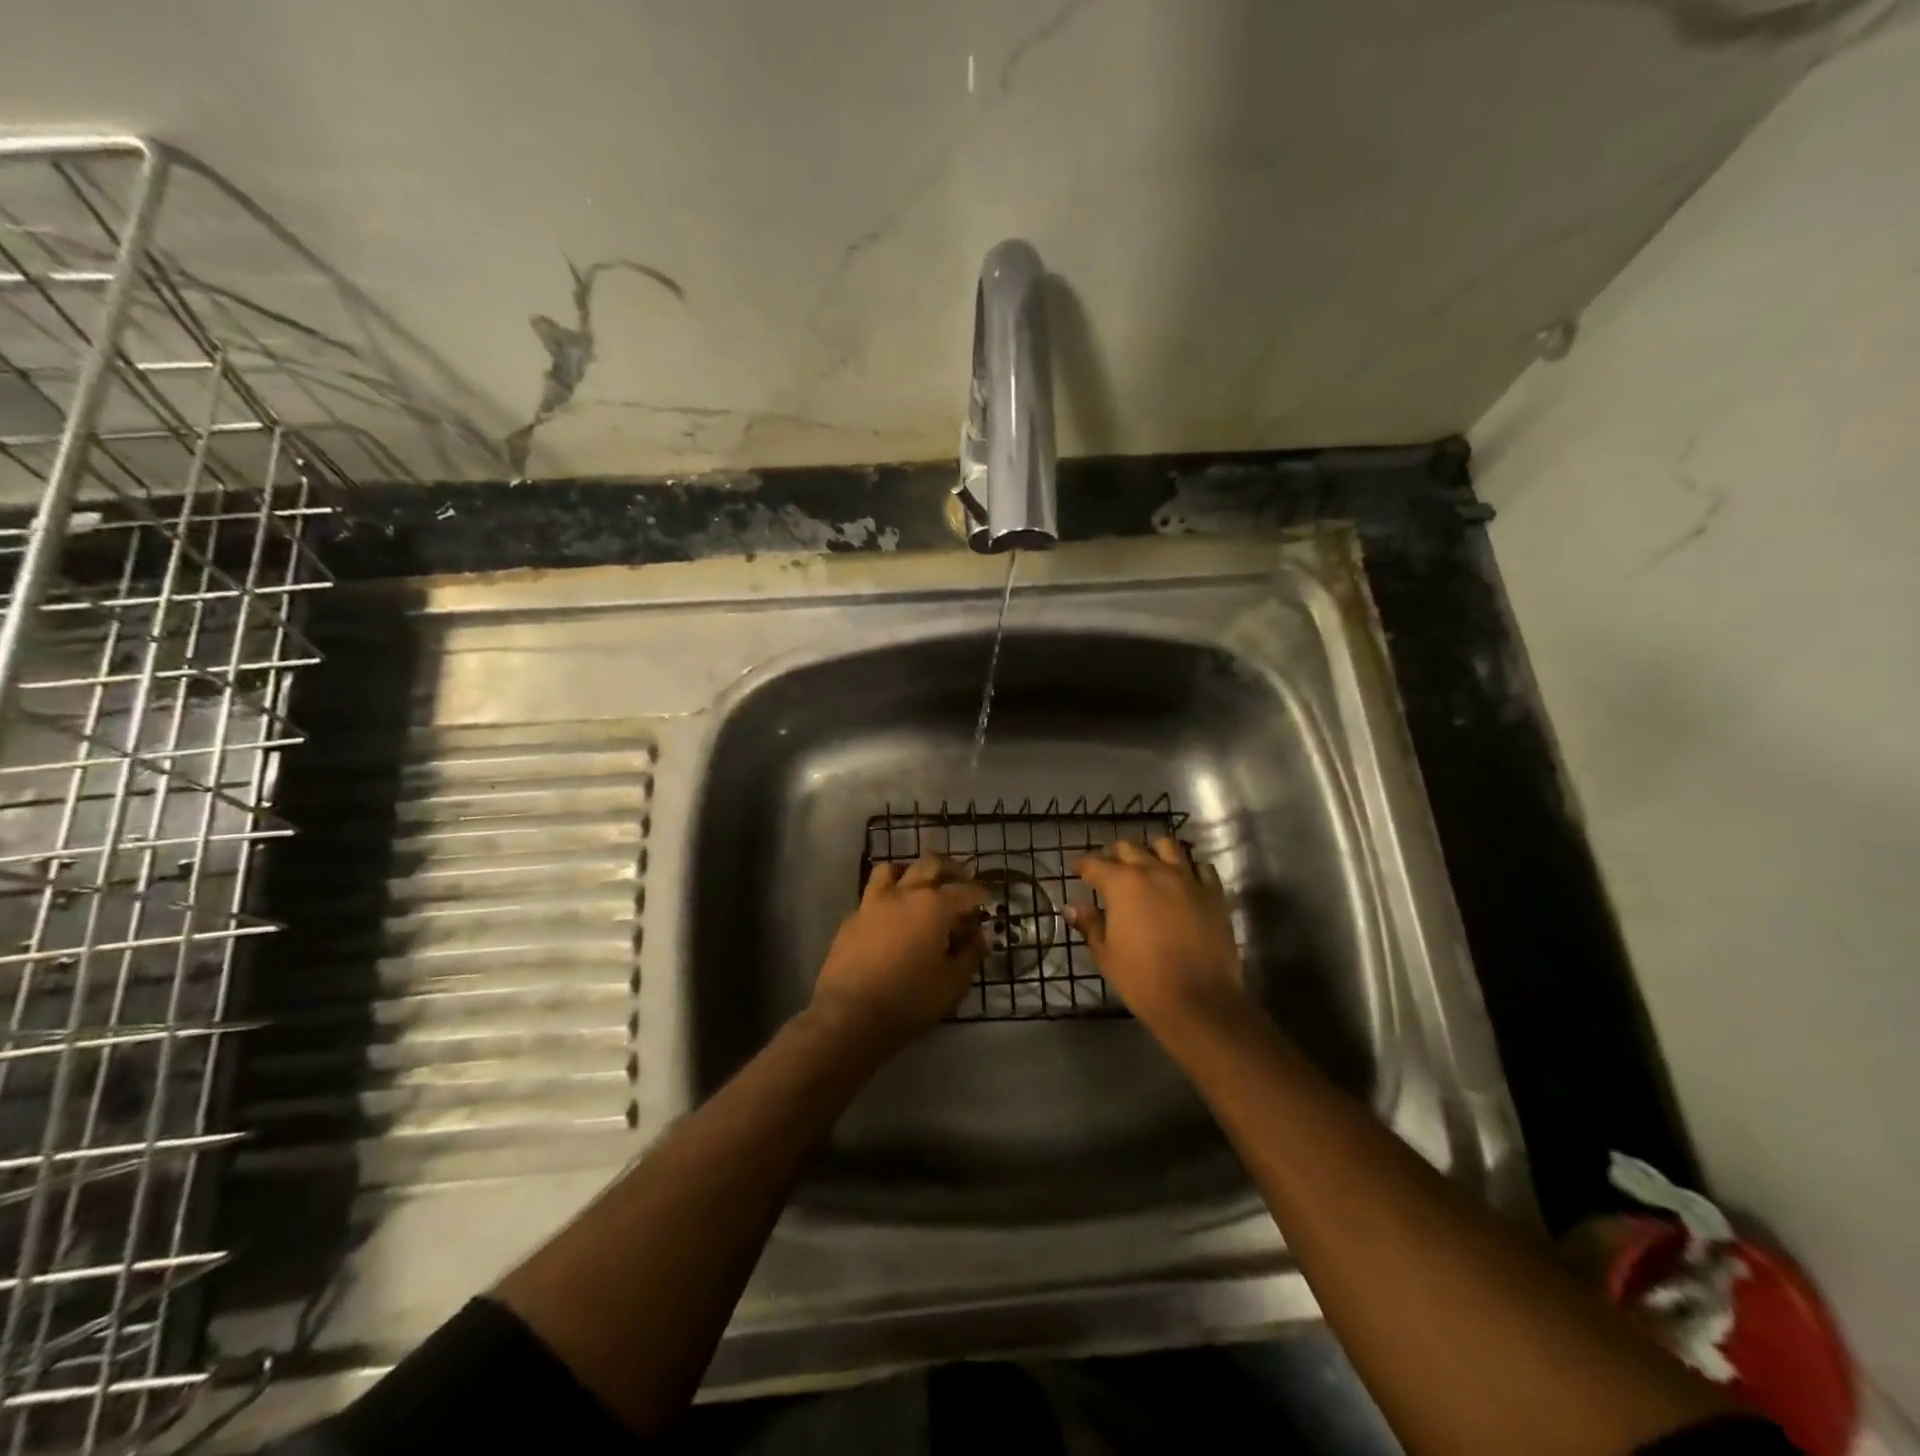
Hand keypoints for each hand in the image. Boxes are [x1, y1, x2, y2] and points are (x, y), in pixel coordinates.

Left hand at [810, 856, 987, 1053]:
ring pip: (893, 869)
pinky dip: (888, 898)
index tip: (989, 899)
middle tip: (961, 881)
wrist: (849, 1015)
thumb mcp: (953, 984)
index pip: (965, 891)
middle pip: (930, 864)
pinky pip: (872, 896)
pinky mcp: (851, 919)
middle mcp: (904, 894)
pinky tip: (891, 918)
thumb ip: (971, 953)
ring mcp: (873, 903)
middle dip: (950, 869)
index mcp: (934, 906)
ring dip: (911, 873)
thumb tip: (983, 934)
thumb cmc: (910, 1000)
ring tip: (919, 888)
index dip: (981, 894)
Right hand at [1068, 837, 1244, 1032]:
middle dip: (1115, 855)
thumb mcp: (1106, 955)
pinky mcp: (1213, 894)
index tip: (1077, 869)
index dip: (1083, 865)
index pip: (1095, 864)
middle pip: (1130, 848)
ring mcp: (1187, 879)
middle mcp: (1154, 872)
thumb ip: (1090, 925)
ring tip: (1149, 866)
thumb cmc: (1143, 979)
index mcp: (1122, 884)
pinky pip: (1201, 867)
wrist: (1199, 1001)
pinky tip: (1184, 880)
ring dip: (1153, 852)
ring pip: (1167, 846)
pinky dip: (1190, 868)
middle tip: (1110, 870)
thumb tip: (1073, 907)